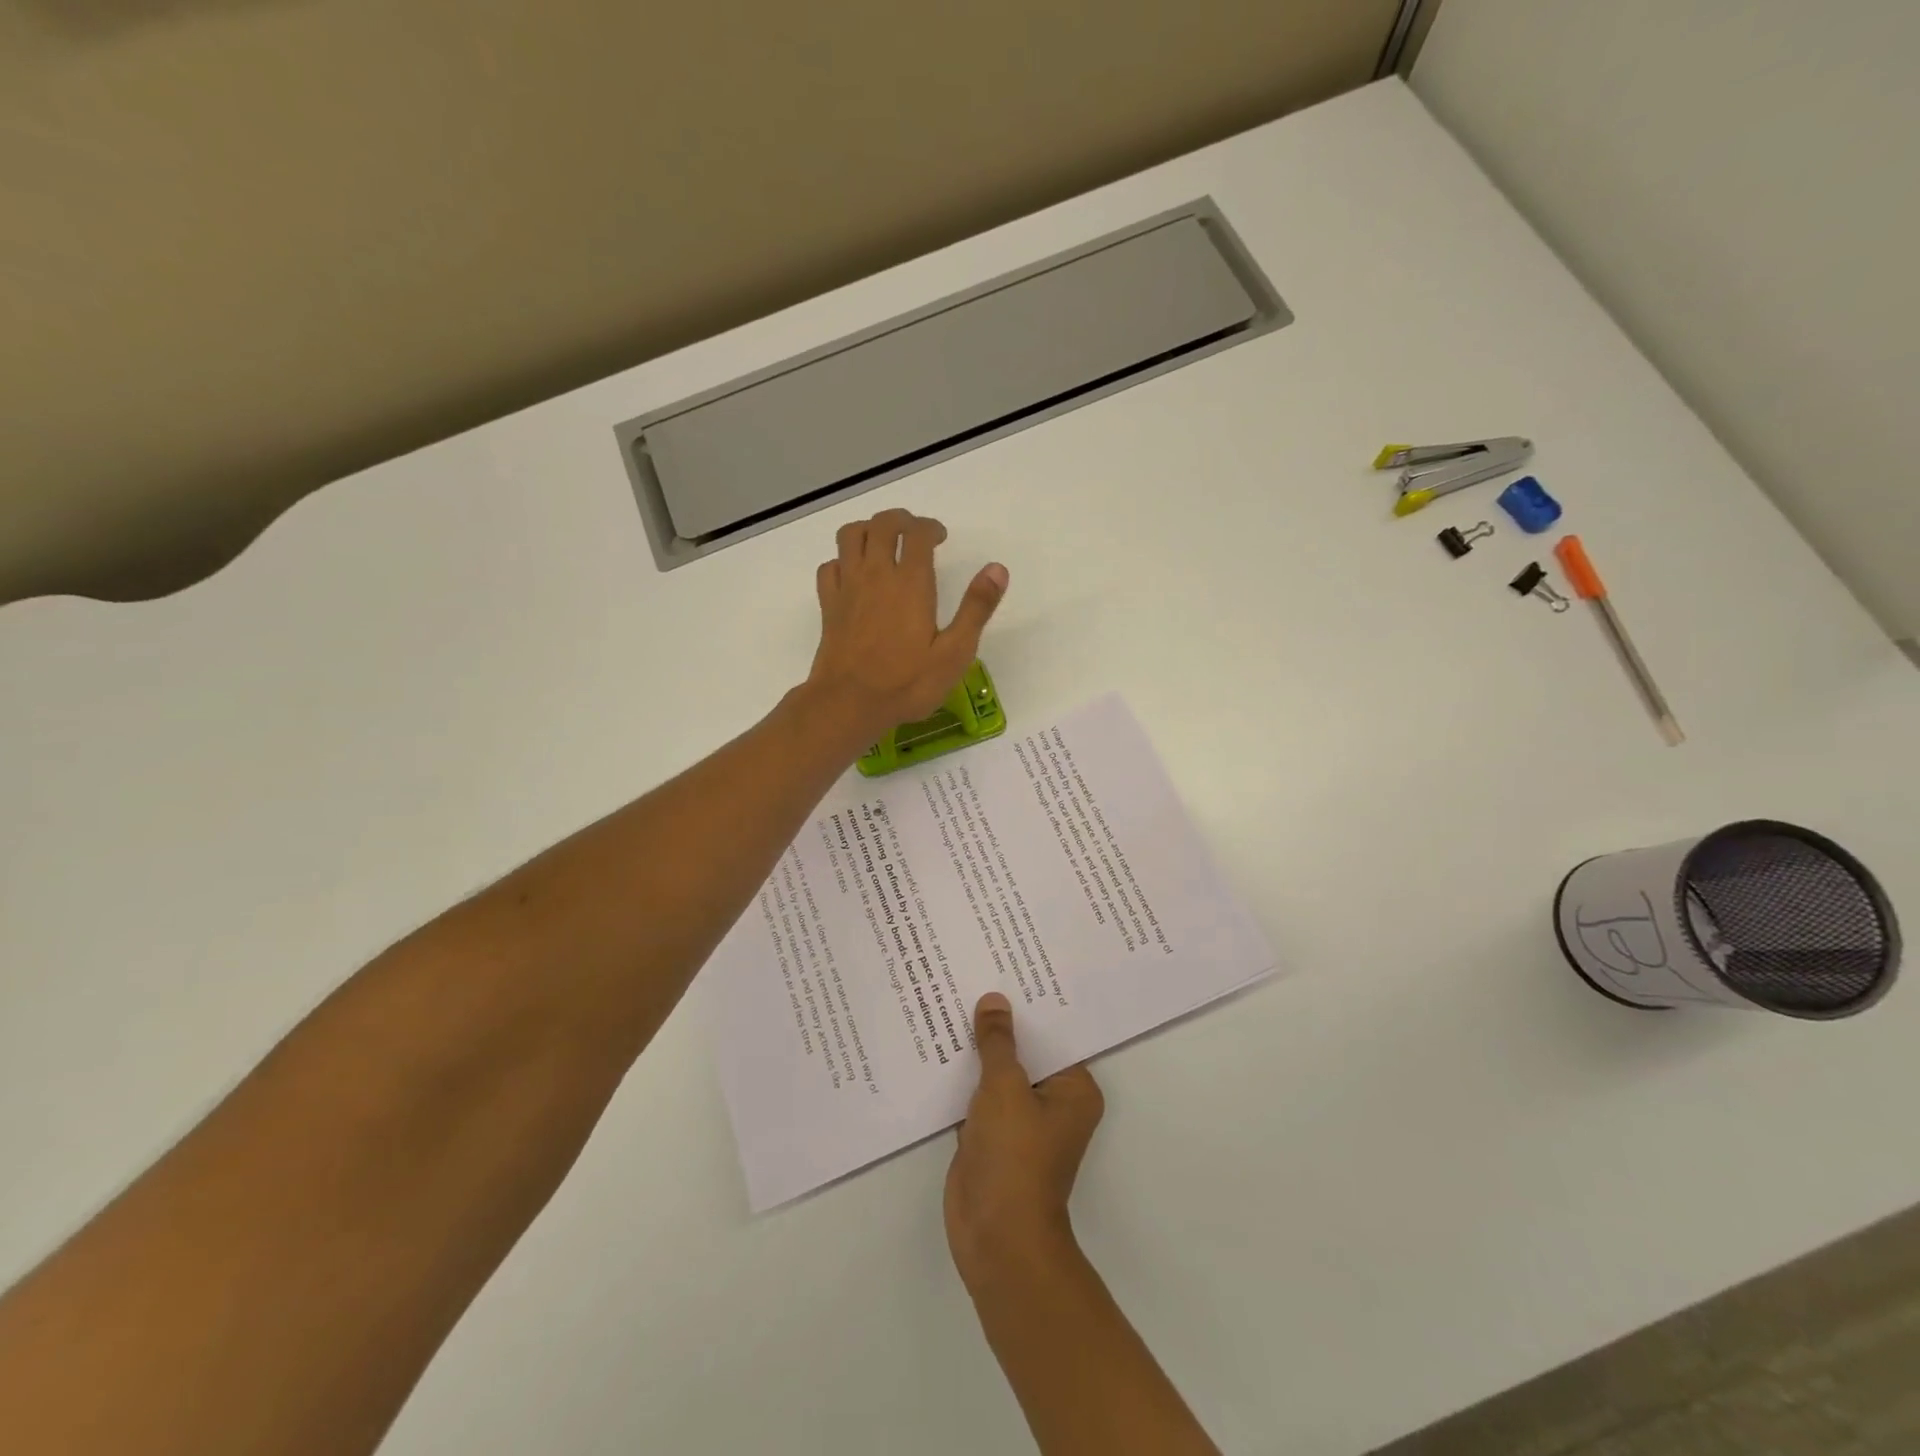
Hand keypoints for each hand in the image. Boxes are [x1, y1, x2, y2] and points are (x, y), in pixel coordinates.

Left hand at [806, 509, 1007, 746]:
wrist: (848, 703)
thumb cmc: (906, 683)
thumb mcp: (954, 652)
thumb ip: (976, 608)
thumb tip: (997, 569)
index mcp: (910, 583)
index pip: (917, 533)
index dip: (930, 527)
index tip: (940, 539)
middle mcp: (876, 574)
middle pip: (882, 524)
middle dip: (901, 520)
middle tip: (916, 534)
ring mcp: (848, 587)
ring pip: (851, 535)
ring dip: (869, 529)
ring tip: (884, 544)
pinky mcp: (828, 604)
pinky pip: (830, 565)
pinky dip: (843, 560)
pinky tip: (855, 575)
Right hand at [945, 992, 1103, 1288]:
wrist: (995, 1239)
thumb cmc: (1014, 1158)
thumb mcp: (1005, 1088)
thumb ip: (998, 1042)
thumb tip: (994, 1000)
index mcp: (1073, 1088)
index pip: (1053, 1033)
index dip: (1030, 1004)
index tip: (1008, 967)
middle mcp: (1052, 1101)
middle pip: (1025, 1051)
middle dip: (1000, 1023)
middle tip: (974, 974)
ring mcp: (1020, 1120)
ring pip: (999, 1073)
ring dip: (978, 1049)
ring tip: (952, 999)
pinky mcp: (991, 1136)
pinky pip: (978, 1095)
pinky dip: (962, 1077)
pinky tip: (938, 1045)